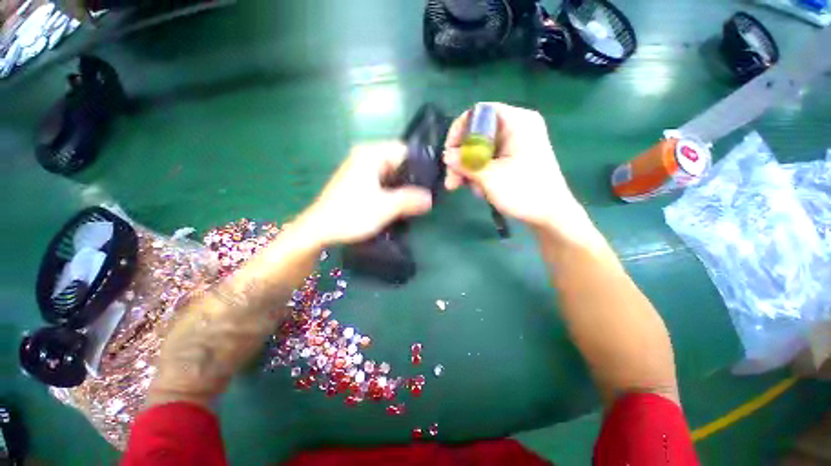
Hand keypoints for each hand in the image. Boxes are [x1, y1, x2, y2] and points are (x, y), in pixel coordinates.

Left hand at [300, 142, 432, 245]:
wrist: (320, 229)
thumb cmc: (351, 214)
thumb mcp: (385, 207)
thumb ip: (410, 200)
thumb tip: (430, 198)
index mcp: (371, 154)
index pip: (405, 151)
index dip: (420, 166)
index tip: (431, 183)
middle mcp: (365, 157)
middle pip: (398, 162)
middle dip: (412, 179)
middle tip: (425, 196)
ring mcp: (360, 170)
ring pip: (390, 174)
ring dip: (402, 187)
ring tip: (415, 202)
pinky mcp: (358, 183)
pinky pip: (382, 182)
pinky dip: (392, 191)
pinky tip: (398, 205)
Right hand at [444, 103, 584, 233]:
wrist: (550, 215)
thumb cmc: (524, 192)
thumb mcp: (490, 177)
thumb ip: (465, 163)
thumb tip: (446, 155)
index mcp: (517, 122)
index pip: (479, 112)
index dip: (459, 130)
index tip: (449, 153)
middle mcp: (515, 127)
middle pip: (476, 134)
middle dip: (461, 158)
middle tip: (451, 181)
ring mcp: (514, 144)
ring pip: (479, 150)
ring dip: (467, 170)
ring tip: (464, 189)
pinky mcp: (513, 159)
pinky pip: (488, 160)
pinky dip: (478, 173)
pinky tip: (478, 190)